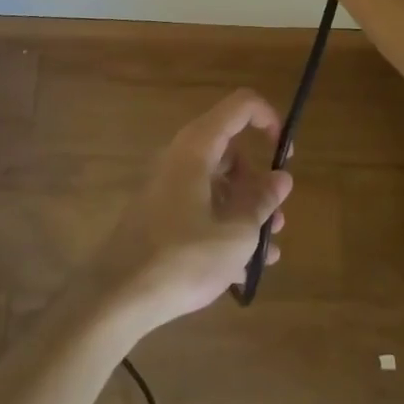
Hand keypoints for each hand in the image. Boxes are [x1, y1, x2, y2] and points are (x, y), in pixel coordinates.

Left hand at [86, 89, 292, 331]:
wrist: (118, 297)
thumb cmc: (182, 258)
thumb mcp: (234, 235)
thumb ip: (261, 203)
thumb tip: (281, 179)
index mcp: (197, 148)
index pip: (240, 106)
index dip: (268, 119)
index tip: (285, 154)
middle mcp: (181, 157)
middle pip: (230, 151)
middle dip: (258, 182)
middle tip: (277, 217)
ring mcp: (169, 186)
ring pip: (218, 183)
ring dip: (245, 211)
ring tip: (267, 251)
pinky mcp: (162, 213)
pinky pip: (202, 207)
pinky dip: (224, 227)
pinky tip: (242, 270)